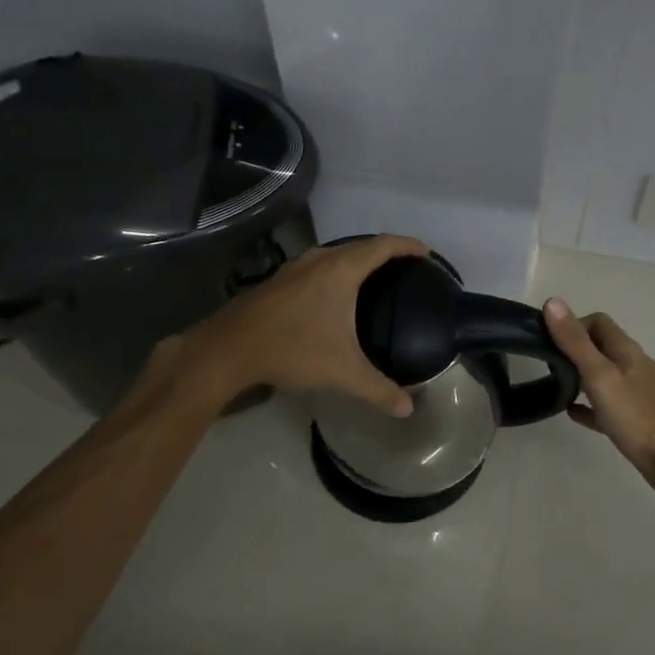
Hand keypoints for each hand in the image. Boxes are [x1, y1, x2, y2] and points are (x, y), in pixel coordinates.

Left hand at [172, 234, 429, 416]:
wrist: (229, 349)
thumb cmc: (293, 349)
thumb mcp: (343, 372)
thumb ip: (378, 389)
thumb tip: (408, 409)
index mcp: (341, 270)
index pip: (383, 245)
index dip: (408, 246)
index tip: (426, 253)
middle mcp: (319, 260)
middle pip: (360, 246)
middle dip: (385, 252)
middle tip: (404, 268)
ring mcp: (295, 267)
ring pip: (335, 255)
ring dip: (357, 260)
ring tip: (374, 279)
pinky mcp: (278, 280)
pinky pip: (318, 266)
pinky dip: (336, 272)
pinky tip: (334, 296)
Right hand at [543, 301, 654, 493]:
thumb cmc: (634, 415)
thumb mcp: (599, 375)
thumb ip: (575, 342)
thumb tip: (553, 302)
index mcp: (626, 350)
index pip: (598, 322)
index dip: (573, 325)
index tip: (550, 341)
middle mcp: (633, 365)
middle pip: (600, 346)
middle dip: (573, 349)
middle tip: (548, 363)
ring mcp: (635, 391)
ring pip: (603, 374)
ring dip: (580, 375)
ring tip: (555, 385)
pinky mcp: (634, 417)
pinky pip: (605, 403)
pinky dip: (588, 403)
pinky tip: (572, 412)